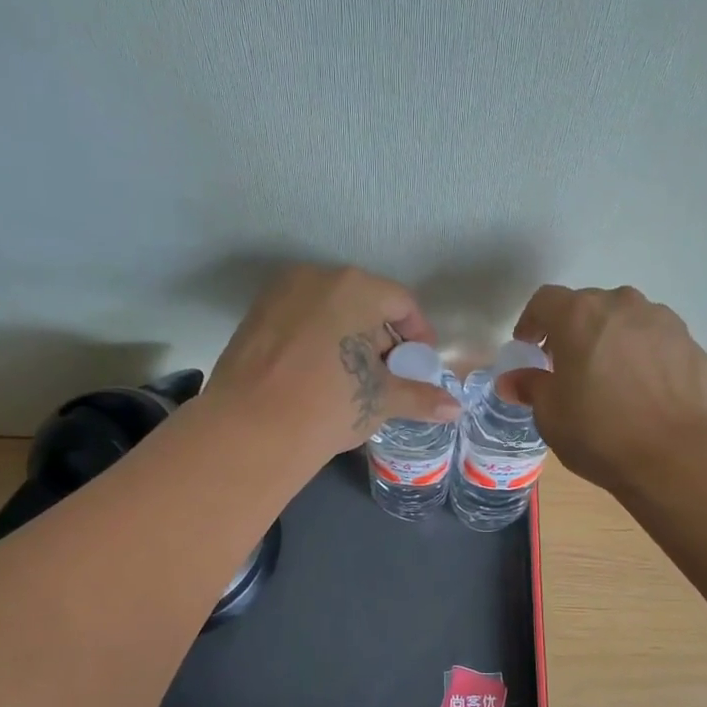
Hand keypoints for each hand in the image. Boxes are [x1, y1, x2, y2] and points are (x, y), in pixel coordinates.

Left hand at [206, 264, 460, 459]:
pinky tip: (315, 376)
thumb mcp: (381, 400)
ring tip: (351, 378)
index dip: (418, 334)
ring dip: (346, 337)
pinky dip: (314, 340)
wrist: (251, 429)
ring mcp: (280, 293)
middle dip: (380, 336)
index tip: (420, 364)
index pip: (402, 302)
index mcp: (356, 287)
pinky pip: (298, 320)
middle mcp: (317, 277)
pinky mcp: (253, 315)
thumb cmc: (331, 404)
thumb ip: (421, 397)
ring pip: (328, 309)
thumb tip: (455, 408)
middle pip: (364, 301)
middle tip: (386, 374)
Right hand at [499, 285, 706, 492]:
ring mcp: (661, 321)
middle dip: (571, 331)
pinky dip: (640, 355)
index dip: (531, 322)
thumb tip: (513, 380)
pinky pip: (654, 340)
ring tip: (607, 378)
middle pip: (587, 306)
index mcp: (579, 315)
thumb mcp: (551, 415)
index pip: (545, 301)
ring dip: (609, 340)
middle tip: (565, 367)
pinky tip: (641, 391)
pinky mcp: (690, 343)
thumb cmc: (601, 433)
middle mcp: (621, 305)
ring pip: (624, 321)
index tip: (527, 348)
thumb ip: (530, 387)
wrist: (681, 456)